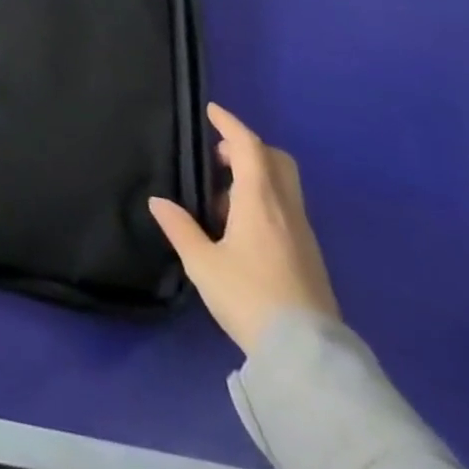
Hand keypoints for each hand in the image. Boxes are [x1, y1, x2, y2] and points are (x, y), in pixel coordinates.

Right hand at [148, 103, 339, 354]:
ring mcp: (303, 234)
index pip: (249, 147)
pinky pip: (285, 209)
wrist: (307, 357)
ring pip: (283, 186)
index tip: (212, 111)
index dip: (230, 125)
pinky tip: (239, 229)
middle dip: (248, 148)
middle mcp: (286, 209)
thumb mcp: (202, 263)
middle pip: (276, 161)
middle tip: (217, 158)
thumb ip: (180, 227)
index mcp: (260, 201)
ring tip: (220, 201)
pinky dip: (263, 201)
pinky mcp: (309, 257)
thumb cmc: (249, 298)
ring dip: (254, 177)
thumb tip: (159, 201)